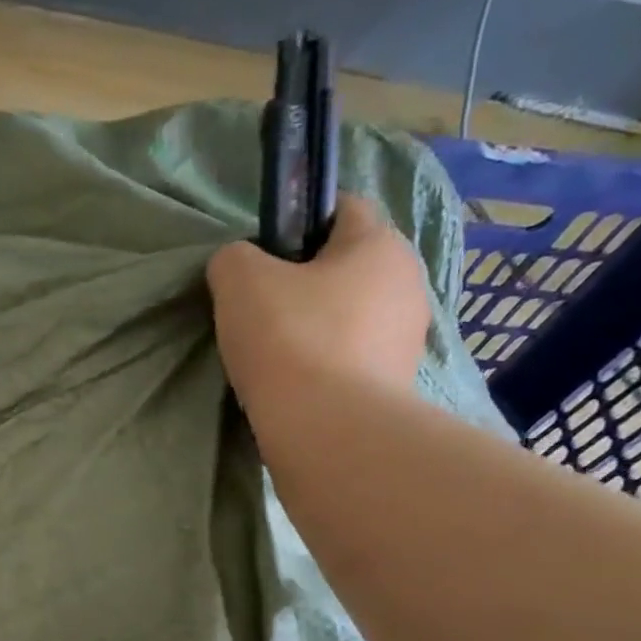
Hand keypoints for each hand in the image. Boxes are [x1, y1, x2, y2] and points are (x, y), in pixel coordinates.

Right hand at [207, 194, 429, 405]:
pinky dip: (324, 367)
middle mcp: (407, 284)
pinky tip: (294, 386)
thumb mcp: (239, 281)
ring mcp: (407, 340)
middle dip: (305, 282)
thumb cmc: (290, 340)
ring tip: (274, 356)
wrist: (330, 432)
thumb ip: (234, 258)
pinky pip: (352, 360)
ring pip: (350, 316)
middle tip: (260, 311)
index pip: (342, 207)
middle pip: (346, 267)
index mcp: (380, 245)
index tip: (263, 255)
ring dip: (315, 328)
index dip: (298, 221)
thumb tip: (239, 266)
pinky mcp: (396, 385)